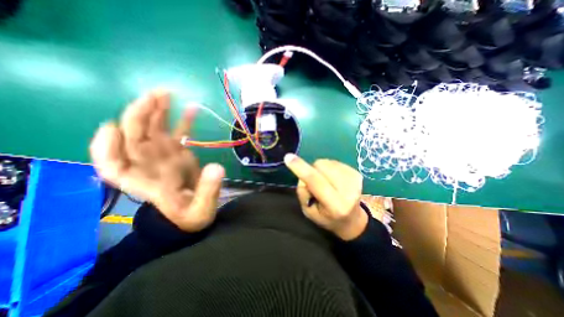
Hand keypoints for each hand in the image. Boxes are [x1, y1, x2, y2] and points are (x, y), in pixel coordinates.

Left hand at [90, 90, 225, 230]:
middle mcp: (150, 166)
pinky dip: (181, 121)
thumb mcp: (201, 210)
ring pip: (152, 131)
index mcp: (148, 183)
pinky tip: (190, 108)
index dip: (106, 147)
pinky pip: (177, 134)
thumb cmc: (192, 217)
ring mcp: (165, 157)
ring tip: (166, 94)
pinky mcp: (179, 153)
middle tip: (156, 96)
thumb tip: (217, 167)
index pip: (113, 166)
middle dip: (139, 116)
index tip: (114, 128)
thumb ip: (208, 191)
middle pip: (133, 139)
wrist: (194, 215)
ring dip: (155, 112)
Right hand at [285, 154, 368, 239]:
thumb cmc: (327, 218)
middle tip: (314, 182)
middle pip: (321, 166)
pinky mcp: (357, 173)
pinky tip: (333, 179)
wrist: (352, 219)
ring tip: (325, 182)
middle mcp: (349, 191)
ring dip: (321, 169)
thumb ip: (303, 193)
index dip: (301, 168)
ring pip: (327, 162)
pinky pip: (334, 162)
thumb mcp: (309, 212)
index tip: (288, 157)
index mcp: (336, 205)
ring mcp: (355, 180)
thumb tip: (302, 173)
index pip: (316, 182)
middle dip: (312, 170)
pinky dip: (329, 168)